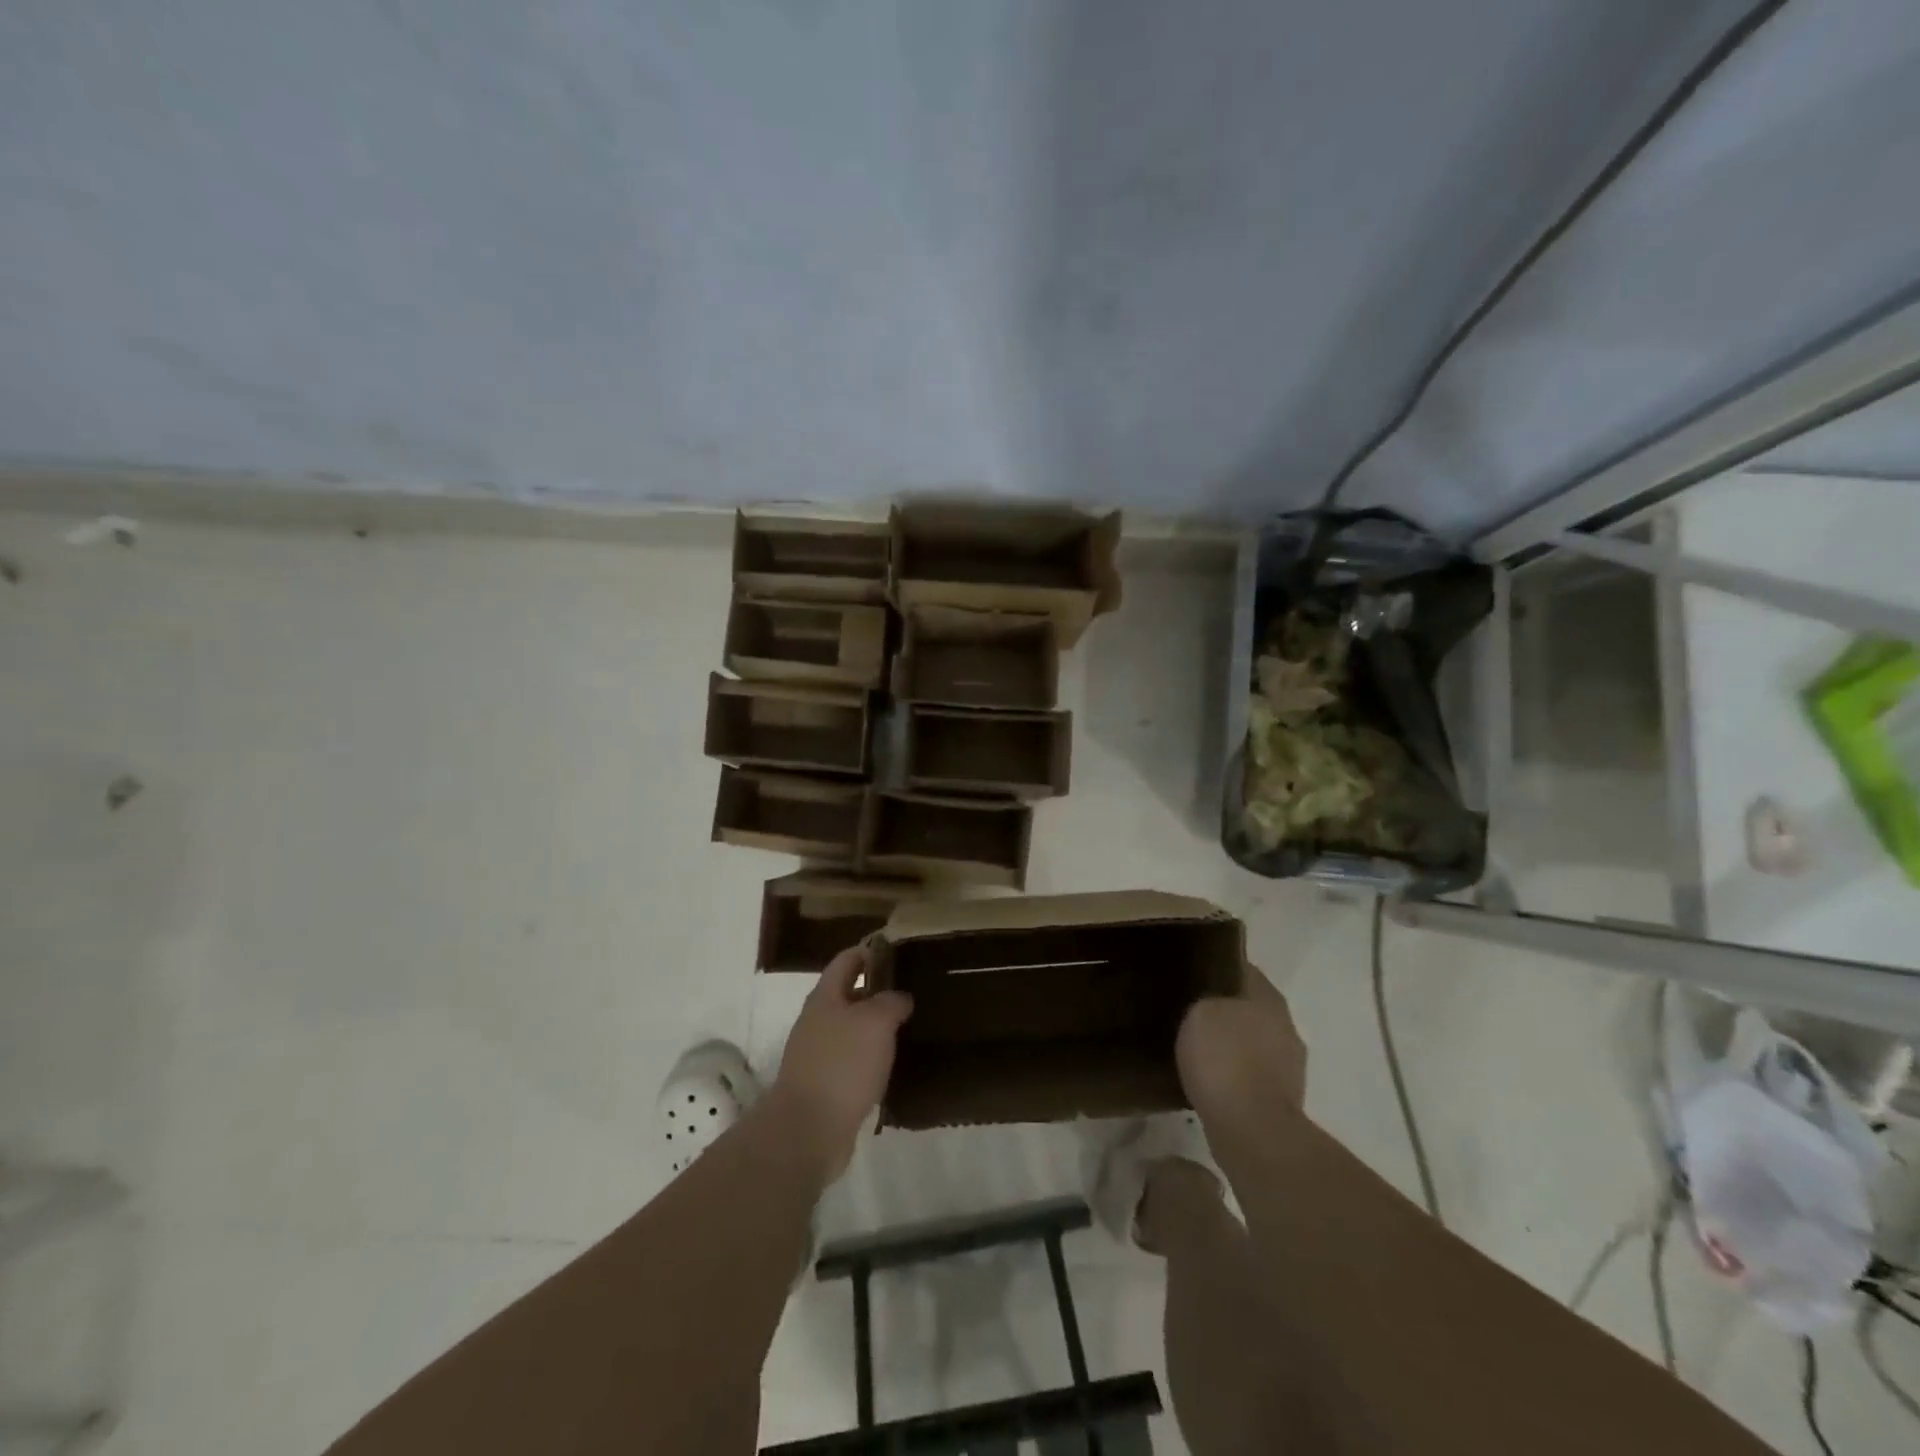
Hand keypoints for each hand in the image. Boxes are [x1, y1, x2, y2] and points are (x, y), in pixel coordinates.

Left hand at [768, 946, 912, 1181]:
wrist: (808, 1130)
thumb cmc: (842, 1064)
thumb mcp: (875, 1022)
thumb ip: (891, 1002)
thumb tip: (900, 997)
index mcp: (825, 997)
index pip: (846, 961)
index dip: (869, 951)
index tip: (896, 949)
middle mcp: (817, 1022)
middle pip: (848, 995)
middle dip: (876, 991)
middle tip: (911, 990)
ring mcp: (818, 1056)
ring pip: (852, 1031)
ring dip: (876, 1028)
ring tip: (909, 1027)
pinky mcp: (825, 1087)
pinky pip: (852, 1063)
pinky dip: (871, 1059)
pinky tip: (893, 1065)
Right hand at [1176, 966, 1307, 1120]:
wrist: (1252, 1131)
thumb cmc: (1225, 1060)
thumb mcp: (1200, 1012)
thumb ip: (1205, 1000)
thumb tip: (1209, 1004)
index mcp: (1270, 998)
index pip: (1243, 969)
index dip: (1218, 967)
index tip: (1193, 970)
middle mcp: (1287, 1027)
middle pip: (1250, 1007)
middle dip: (1225, 1008)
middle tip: (1188, 1009)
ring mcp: (1290, 1067)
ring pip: (1252, 1042)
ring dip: (1231, 1044)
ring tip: (1196, 1047)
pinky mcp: (1281, 1100)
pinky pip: (1251, 1075)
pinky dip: (1233, 1075)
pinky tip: (1208, 1079)